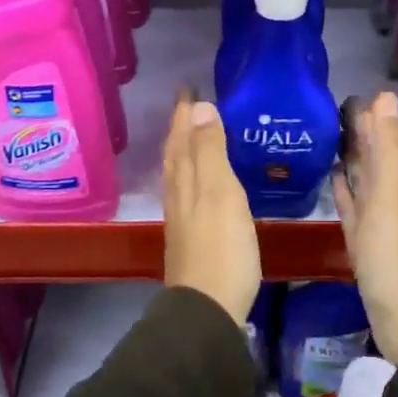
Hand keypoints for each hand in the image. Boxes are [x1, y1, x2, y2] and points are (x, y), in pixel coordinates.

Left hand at [162, 90, 260, 325]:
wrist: (207, 308)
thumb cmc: (221, 248)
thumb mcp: (220, 193)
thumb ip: (210, 152)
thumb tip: (199, 108)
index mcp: (186, 180)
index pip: (181, 137)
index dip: (184, 113)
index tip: (187, 88)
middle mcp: (178, 195)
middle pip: (176, 154)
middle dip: (181, 128)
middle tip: (189, 105)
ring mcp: (182, 219)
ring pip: (179, 173)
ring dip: (184, 150)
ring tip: (193, 135)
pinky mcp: (192, 238)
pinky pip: (187, 192)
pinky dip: (191, 175)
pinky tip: (200, 184)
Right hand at [332, 92, 397, 364]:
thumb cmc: (392, 253)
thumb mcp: (389, 194)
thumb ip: (386, 147)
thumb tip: (385, 95)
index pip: (383, 137)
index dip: (369, 115)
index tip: (346, 92)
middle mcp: (390, 194)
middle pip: (372, 155)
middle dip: (357, 131)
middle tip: (328, 108)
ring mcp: (376, 217)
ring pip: (362, 177)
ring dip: (348, 156)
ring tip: (325, 134)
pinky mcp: (362, 238)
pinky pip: (352, 203)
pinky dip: (344, 187)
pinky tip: (332, 176)